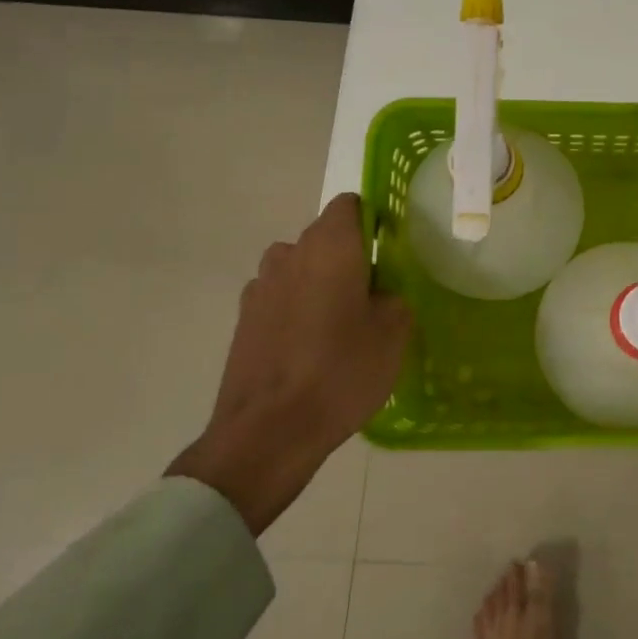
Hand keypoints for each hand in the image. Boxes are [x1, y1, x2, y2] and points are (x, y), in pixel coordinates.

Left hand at [169, 193, 410, 534]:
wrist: (267, 432)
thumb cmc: (341, 372)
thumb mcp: (394, 333)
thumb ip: (393, 297)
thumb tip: (379, 293)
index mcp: (330, 246)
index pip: (350, 205)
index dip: (373, 222)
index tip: (388, 254)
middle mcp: (289, 254)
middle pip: (325, 239)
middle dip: (348, 258)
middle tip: (372, 299)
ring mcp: (260, 287)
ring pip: (300, 270)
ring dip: (319, 285)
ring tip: (339, 329)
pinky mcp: (243, 319)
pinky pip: (281, 299)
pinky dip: (297, 312)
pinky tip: (309, 351)